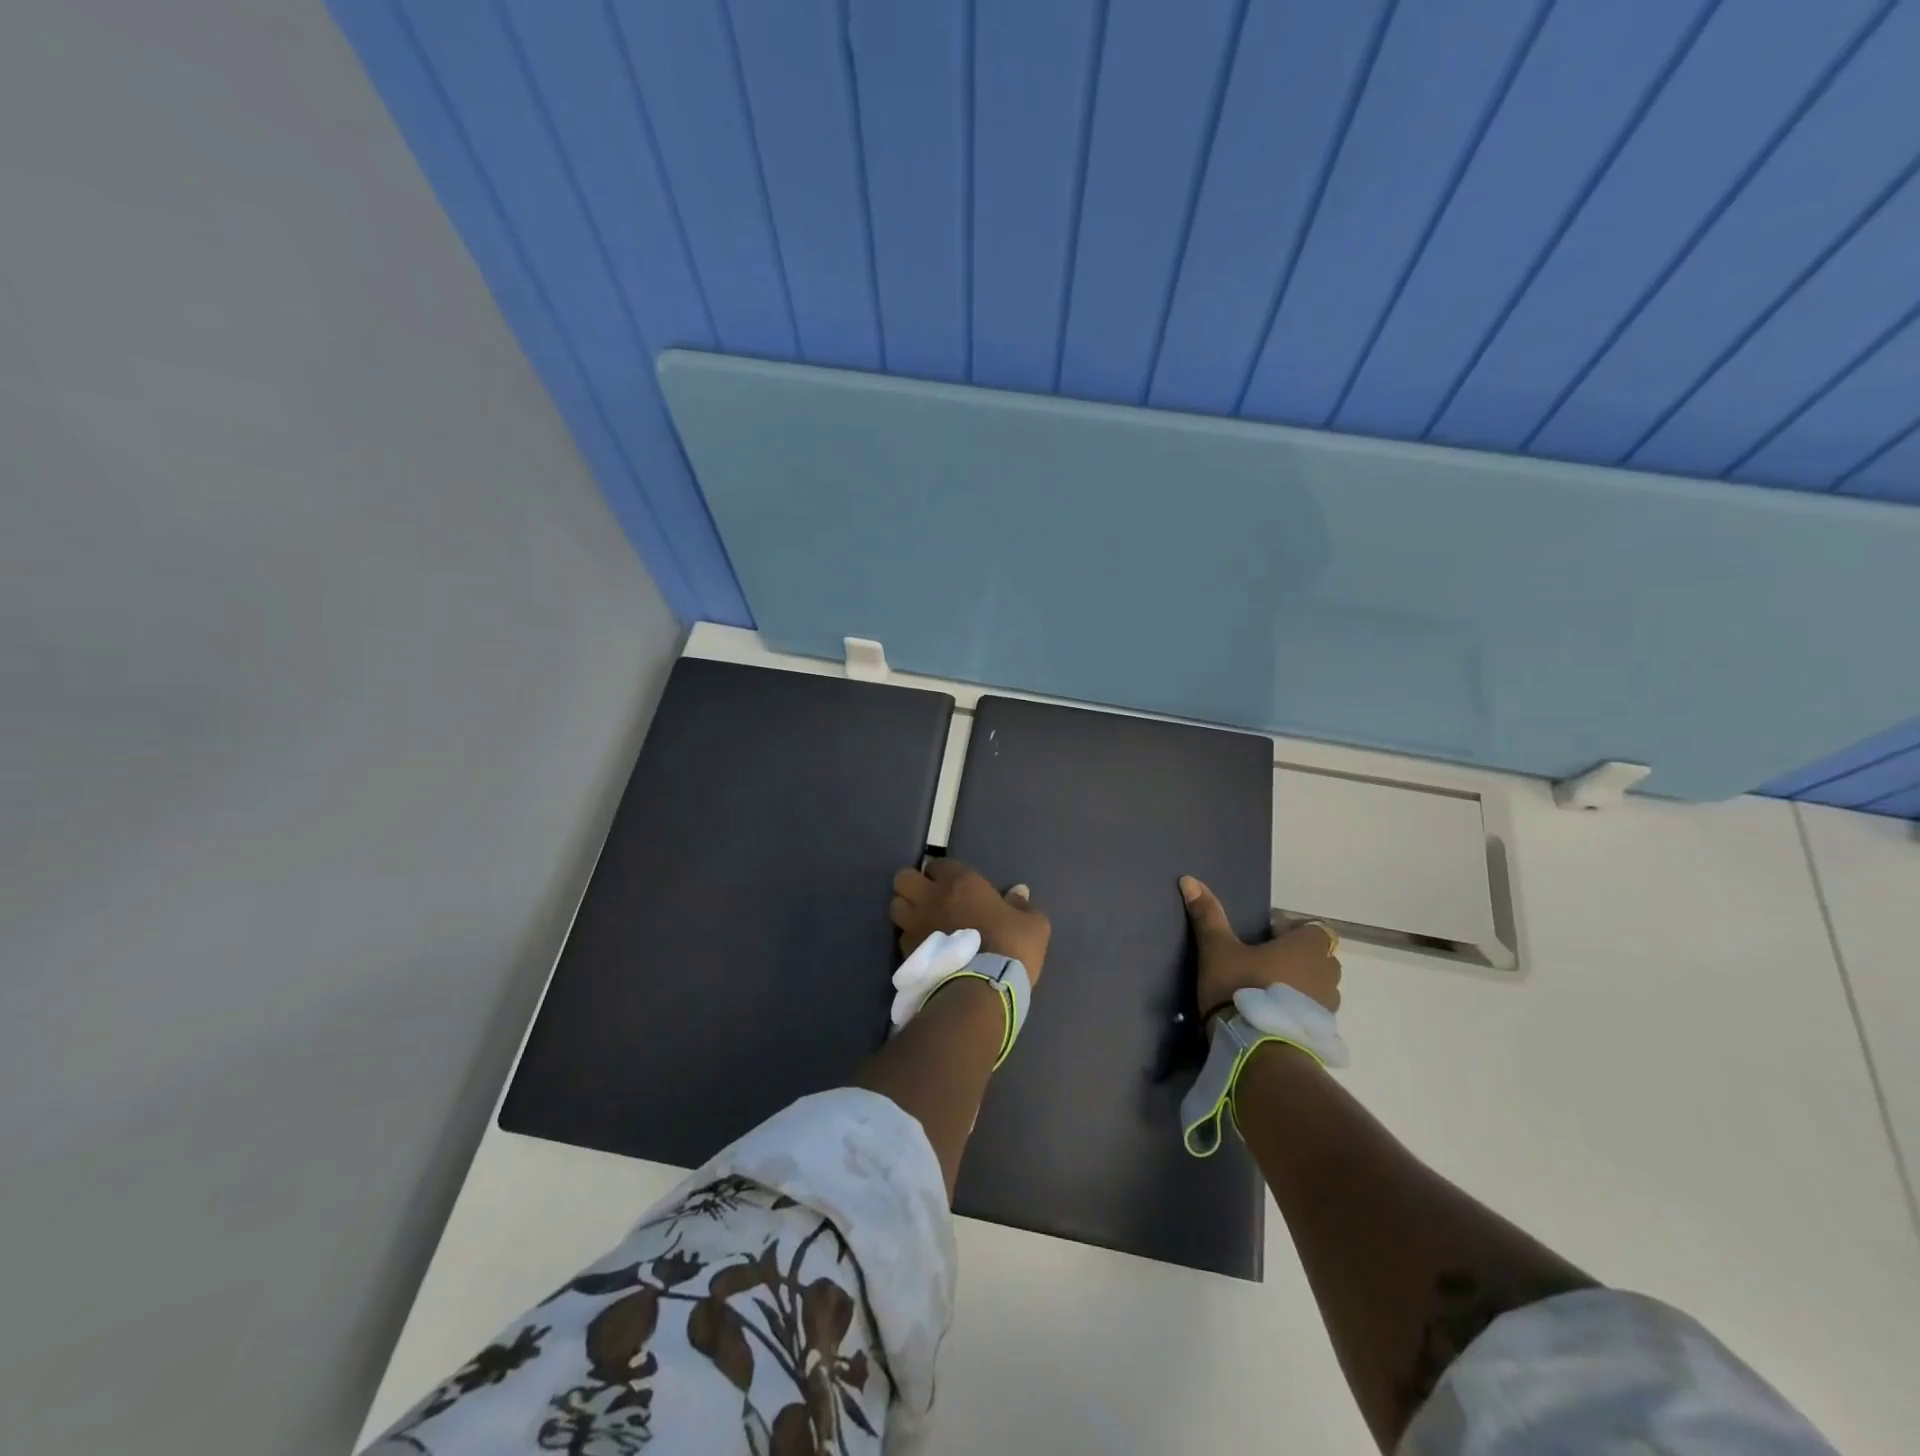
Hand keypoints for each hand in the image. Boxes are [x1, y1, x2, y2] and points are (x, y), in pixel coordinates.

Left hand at [890, 858, 1050, 983]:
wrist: (983, 989)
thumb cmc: (1011, 948)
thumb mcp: (1033, 925)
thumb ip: (1022, 905)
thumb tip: (1019, 891)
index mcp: (960, 883)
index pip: (937, 864)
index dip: (942, 873)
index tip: (952, 885)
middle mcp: (931, 897)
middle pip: (903, 878)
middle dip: (912, 884)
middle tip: (928, 898)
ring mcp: (915, 924)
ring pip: (895, 905)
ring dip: (906, 910)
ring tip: (920, 922)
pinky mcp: (907, 952)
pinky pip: (901, 936)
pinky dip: (909, 938)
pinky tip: (925, 949)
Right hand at [1180, 875, 1339, 1019]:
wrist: (1256, 1050)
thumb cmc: (1240, 987)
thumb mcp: (1217, 949)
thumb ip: (1208, 916)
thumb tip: (1189, 879)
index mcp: (1307, 947)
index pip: (1315, 929)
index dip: (1292, 931)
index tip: (1266, 940)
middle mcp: (1327, 973)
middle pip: (1319, 957)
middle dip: (1298, 958)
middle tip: (1264, 965)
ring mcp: (1329, 1006)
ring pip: (1319, 986)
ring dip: (1300, 985)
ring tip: (1267, 994)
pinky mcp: (1323, 1033)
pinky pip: (1314, 1013)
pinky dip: (1299, 1011)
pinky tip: (1272, 1017)